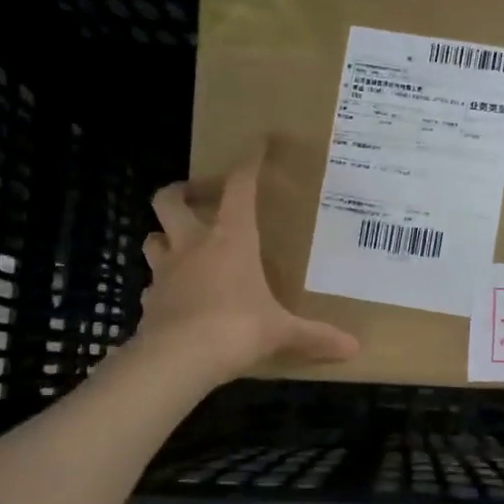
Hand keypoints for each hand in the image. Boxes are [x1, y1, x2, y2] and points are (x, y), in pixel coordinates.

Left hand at [131, 148, 358, 385]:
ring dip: (165, 236)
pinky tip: (174, 296)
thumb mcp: (281, 331)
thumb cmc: (236, 329)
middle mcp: (192, 246)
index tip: (257, 144)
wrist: (178, 358)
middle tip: (198, 196)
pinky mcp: (149, 301)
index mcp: (231, 240)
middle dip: (181, 191)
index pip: (240, 188)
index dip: (248, 163)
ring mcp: (165, 272)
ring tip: (181, 245)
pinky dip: (161, 285)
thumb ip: (315, 335)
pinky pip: (151, 285)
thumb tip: (354, 348)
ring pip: (152, 238)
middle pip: (169, 200)